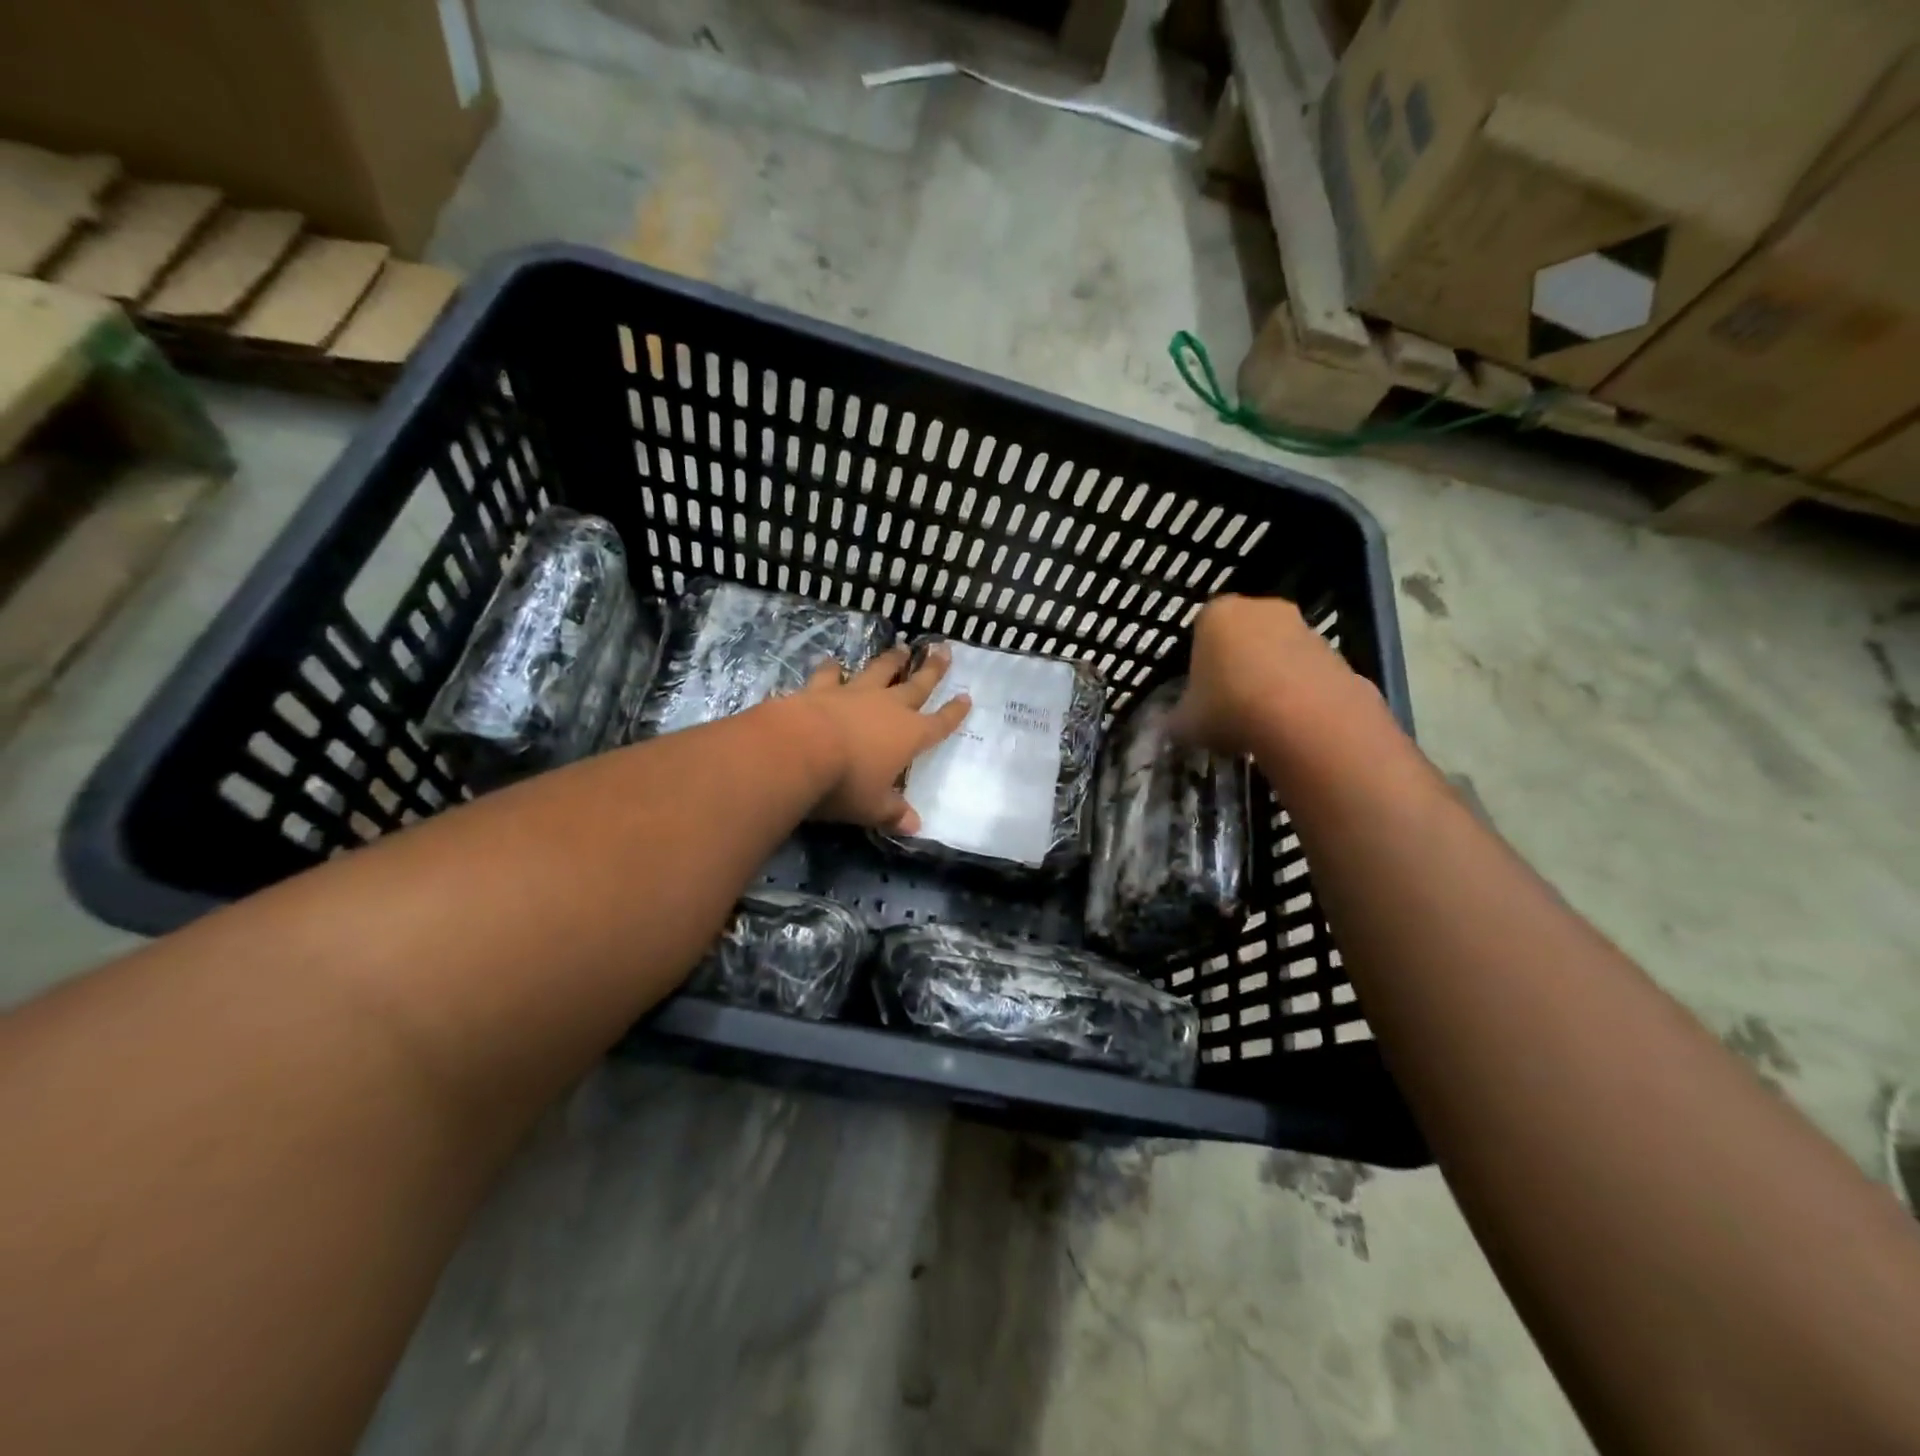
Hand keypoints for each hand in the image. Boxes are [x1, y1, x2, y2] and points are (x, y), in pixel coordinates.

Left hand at [796, 644, 971, 833]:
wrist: (798, 749)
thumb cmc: (845, 783)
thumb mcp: (873, 807)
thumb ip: (893, 813)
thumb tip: (914, 826)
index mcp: (909, 736)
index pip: (939, 724)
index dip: (954, 713)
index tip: (966, 697)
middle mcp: (887, 708)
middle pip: (916, 685)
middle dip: (933, 670)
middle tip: (943, 650)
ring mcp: (854, 693)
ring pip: (879, 671)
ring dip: (891, 660)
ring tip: (901, 648)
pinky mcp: (820, 689)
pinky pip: (829, 675)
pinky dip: (832, 669)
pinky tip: (832, 662)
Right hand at [1167, 594, 1368, 756]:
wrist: (1305, 719)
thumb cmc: (1229, 708)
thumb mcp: (1185, 723)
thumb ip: (1176, 719)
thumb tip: (1172, 725)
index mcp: (1216, 614)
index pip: (1201, 632)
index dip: (1200, 665)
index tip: (1201, 694)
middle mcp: (1262, 609)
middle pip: (1244, 637)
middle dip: (1238, 665)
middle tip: (1230, 705)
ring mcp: (1306, 628)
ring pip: (1279, 653)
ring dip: (1272, 679)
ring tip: (1264, 722)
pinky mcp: (1339, 654)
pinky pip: (1309, 674)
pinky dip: (1301, 694)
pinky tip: (1294, 726)